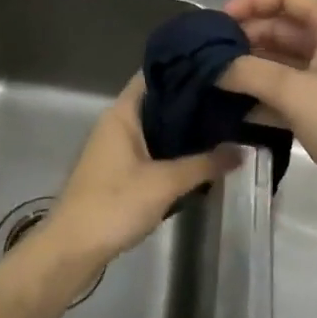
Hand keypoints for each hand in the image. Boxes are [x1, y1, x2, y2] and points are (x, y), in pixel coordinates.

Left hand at [41, 74, 243, 275]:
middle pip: (156, 101)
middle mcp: (116, 123)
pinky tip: (196, 157)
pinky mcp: (116, 171)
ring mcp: (114, 147)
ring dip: (180, 129)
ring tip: (220, 125)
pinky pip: (148, 149)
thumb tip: (243, 149)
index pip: (153, 75)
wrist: (73, 248)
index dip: (182, 69)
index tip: (216, 70)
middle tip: (227, 100)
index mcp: (122, 113)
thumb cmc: (114, 204)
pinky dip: (170, 150)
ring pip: (153, 127)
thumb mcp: (165, 183)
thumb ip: (204, 164)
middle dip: (188, 102)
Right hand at [217, 0, 316, 224]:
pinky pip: (285, 92)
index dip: (251, 0)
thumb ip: (249, 72)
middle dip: (245, 36)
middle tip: (208, 56)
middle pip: (280, 27)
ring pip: (280, 61)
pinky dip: (261, 95)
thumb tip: (212, 66)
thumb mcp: (295, 92)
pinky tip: (232, 109)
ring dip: (250, 67)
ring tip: (212, 80)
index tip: (219, 22)